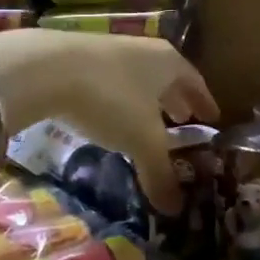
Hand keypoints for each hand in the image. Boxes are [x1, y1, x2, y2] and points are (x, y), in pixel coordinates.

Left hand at [0, 29, 217, 212]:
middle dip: (176, 100)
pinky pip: (111, 79)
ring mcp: (112, 49)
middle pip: (167, 77)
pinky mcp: (79, 55)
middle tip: (183, 120)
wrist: (47, 67)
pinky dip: (119, 97)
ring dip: (146, 99)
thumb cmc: (111, 99)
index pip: (195, 82)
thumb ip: (160, 173)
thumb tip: (176, 210)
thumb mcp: (141, 141)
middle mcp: (145, 50)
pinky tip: (109, 114)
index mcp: (169, 63)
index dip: (204, 102)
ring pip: (139, 77)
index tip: (212, 117)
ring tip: (147, 120)